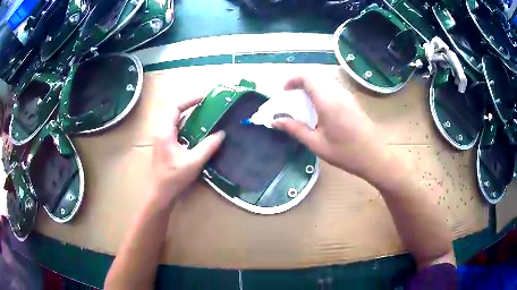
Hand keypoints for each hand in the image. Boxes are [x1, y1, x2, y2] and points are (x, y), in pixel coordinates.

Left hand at [151, 96, 224, 207]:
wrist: (160, 195)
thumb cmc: (173, 179)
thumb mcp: (193, 162)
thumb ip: (208, 146)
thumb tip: (221, 133)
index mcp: (165, 132)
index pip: (175, 108)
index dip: (190, 99)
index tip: (205, 97)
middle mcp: (161, 132)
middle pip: (175, 112)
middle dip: (190, 105)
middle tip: (207, 103)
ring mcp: (162, 139)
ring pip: (176, 121)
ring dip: (189, 115)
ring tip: (206, 113)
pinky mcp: (166, 146)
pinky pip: (177, 130)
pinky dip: (188, 126)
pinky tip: (199, 131)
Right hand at [273, 76, 390, 180]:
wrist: (375, 157)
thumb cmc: (345, 153)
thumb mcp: (316, 144)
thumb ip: (295, 129)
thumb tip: (275, 121)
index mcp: (328, 100)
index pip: (308, 76)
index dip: (293, 79)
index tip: (285, 92)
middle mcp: (338, 92)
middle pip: (316, 75)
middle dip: (300, 82)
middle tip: (292, 98)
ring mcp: (348, 96)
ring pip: (325, 81)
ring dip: (312, 87)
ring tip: (304, 104)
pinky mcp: (353, 101)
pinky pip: (333, 89)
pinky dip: (322, 92)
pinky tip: (320, 110)